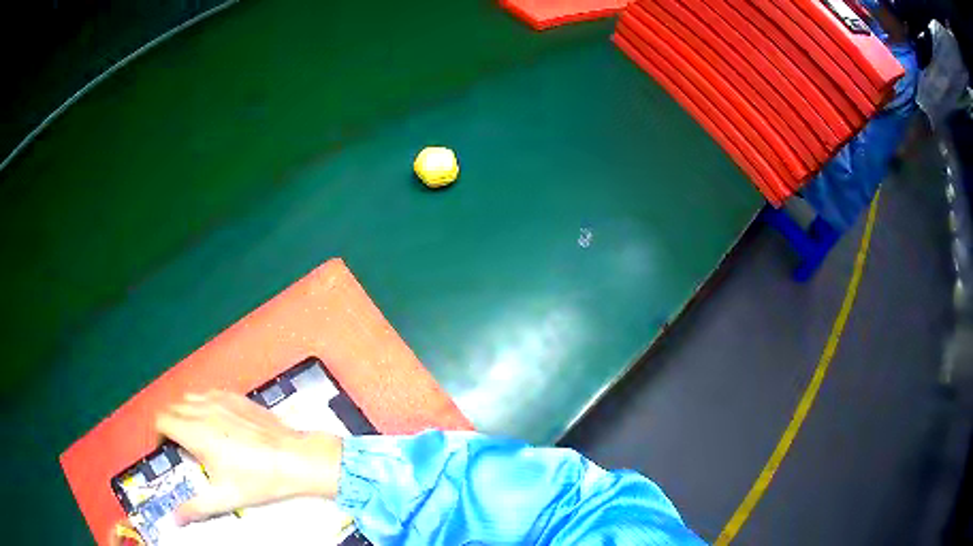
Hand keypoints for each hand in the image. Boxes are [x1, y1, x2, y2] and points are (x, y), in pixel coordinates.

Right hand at [155, 391, 342, 522]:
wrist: (294, 458)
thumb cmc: (259, 479)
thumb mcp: (224, 498)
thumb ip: (195, 508)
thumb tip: (176, 519)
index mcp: (195, 432)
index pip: (161, 421)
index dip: (158, 435)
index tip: (165, 449)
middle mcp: (203, 410)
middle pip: (172, 409)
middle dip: (170, 425)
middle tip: (180, 446)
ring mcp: (220, 400)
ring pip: (189, 398)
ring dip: (185, 413)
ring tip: (195, 435)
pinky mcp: (236, 397)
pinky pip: (209, 393)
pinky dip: (203, 404)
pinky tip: (215, 422)